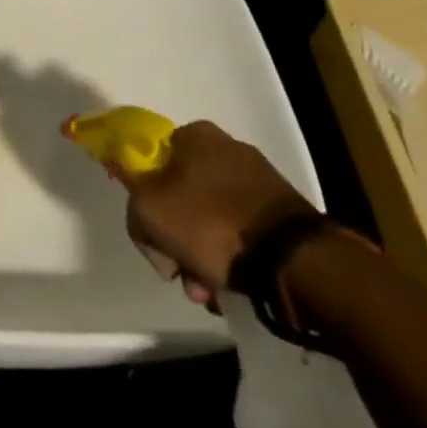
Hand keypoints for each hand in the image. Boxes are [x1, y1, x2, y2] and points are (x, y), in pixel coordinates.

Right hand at [125, 121, 314, 303]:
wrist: (294, 261)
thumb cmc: (210, 223)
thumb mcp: (149, 209)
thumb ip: (133, 195)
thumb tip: (138, 191)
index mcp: (194, 135)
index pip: (150, 161)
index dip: (142, 200)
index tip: (149, 234)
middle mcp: (227, 148)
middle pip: (178, 194)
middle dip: (173, 239)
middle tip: (176, 272)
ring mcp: (258, 180)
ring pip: (207, 217)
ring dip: (198, 254)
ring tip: (206, 292)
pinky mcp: (281, 211)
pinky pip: (239, 230)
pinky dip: (228, 256)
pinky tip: (228, 286)